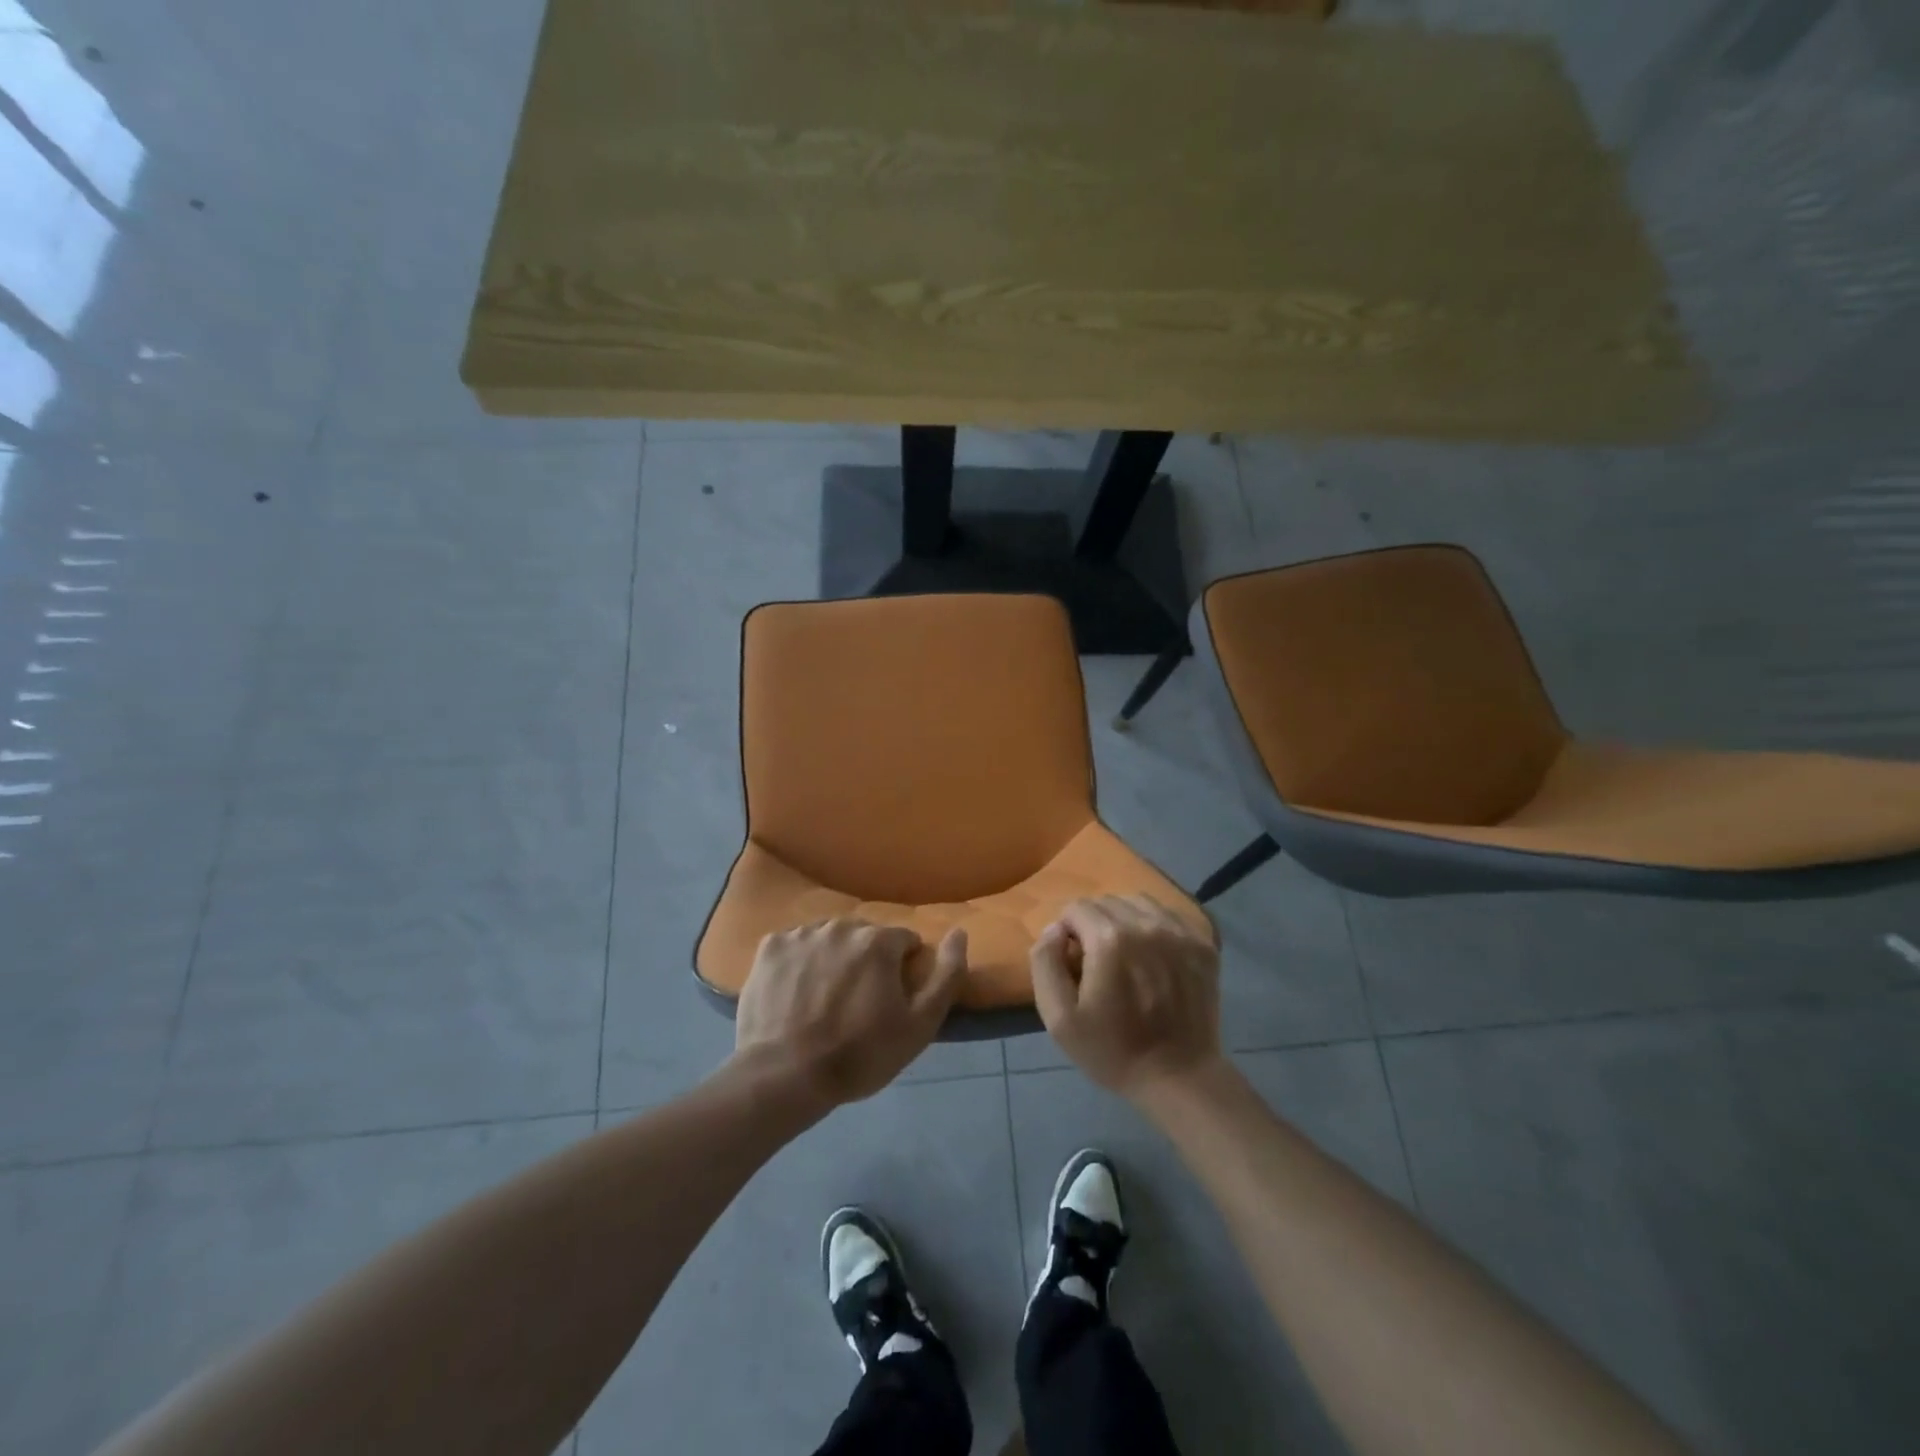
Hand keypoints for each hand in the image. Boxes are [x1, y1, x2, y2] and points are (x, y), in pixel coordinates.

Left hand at [732, 919, 966, 1111]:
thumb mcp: (919, 1026)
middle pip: (865, 937)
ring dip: (833, 959)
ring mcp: (801, 934)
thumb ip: (947, 975)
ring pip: (829, 939)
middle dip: (867, 962)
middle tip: (857, 1004)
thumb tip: (960, 932)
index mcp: (878, 940)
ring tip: (823, 1000)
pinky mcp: (770, 948)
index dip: (902, 971)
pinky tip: (794, 994)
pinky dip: (799, 963)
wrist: (784, 1077)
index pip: (904, 942)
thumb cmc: (859, 1055)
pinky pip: (795, 946)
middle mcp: (841, 926)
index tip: (890, 1002)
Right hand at [1030, 895, 1223, 1101]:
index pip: (1075, 908)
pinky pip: (1168, 915)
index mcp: (1109, 938)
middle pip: (1106, 901)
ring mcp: (1179, 931)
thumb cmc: (1113, 1050)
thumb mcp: (1059, 1018)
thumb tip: (1054, 929)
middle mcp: (1146, 924)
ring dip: (1123, 920)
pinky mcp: (1202, 943)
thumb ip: (1045, 963)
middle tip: (1098, 963)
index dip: (1067, 933)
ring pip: (1138, 902)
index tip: (1074, 964)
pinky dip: (1154, 926)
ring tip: (1125, 955)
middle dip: (1093, 924)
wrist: (1178, 1077)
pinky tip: (1153, 955)